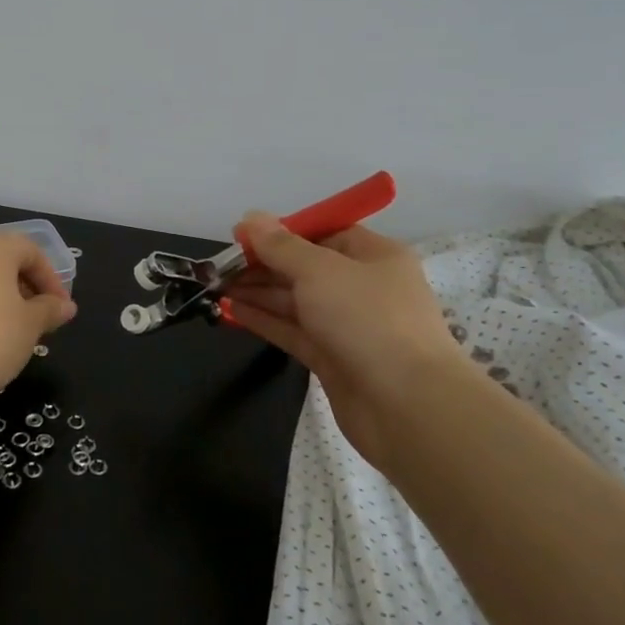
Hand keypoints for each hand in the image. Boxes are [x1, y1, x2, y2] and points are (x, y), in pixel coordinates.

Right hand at [224, 213, 474, 467]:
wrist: (408, 406)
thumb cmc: (367, 319)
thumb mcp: (319, 270)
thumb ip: (280, 246)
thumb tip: (249, 218)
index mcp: (374, 256)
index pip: (324, 233)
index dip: (282, 232)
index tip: (241, 235)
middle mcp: (362, 287)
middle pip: (305, 267)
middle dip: (263, 264)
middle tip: (220, 265)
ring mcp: (348, 325)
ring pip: (295, 300)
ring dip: (257, 291)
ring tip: (216, 286)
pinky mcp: (333, 358)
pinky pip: (292, 330)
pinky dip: (263, 319)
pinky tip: (231, 311)